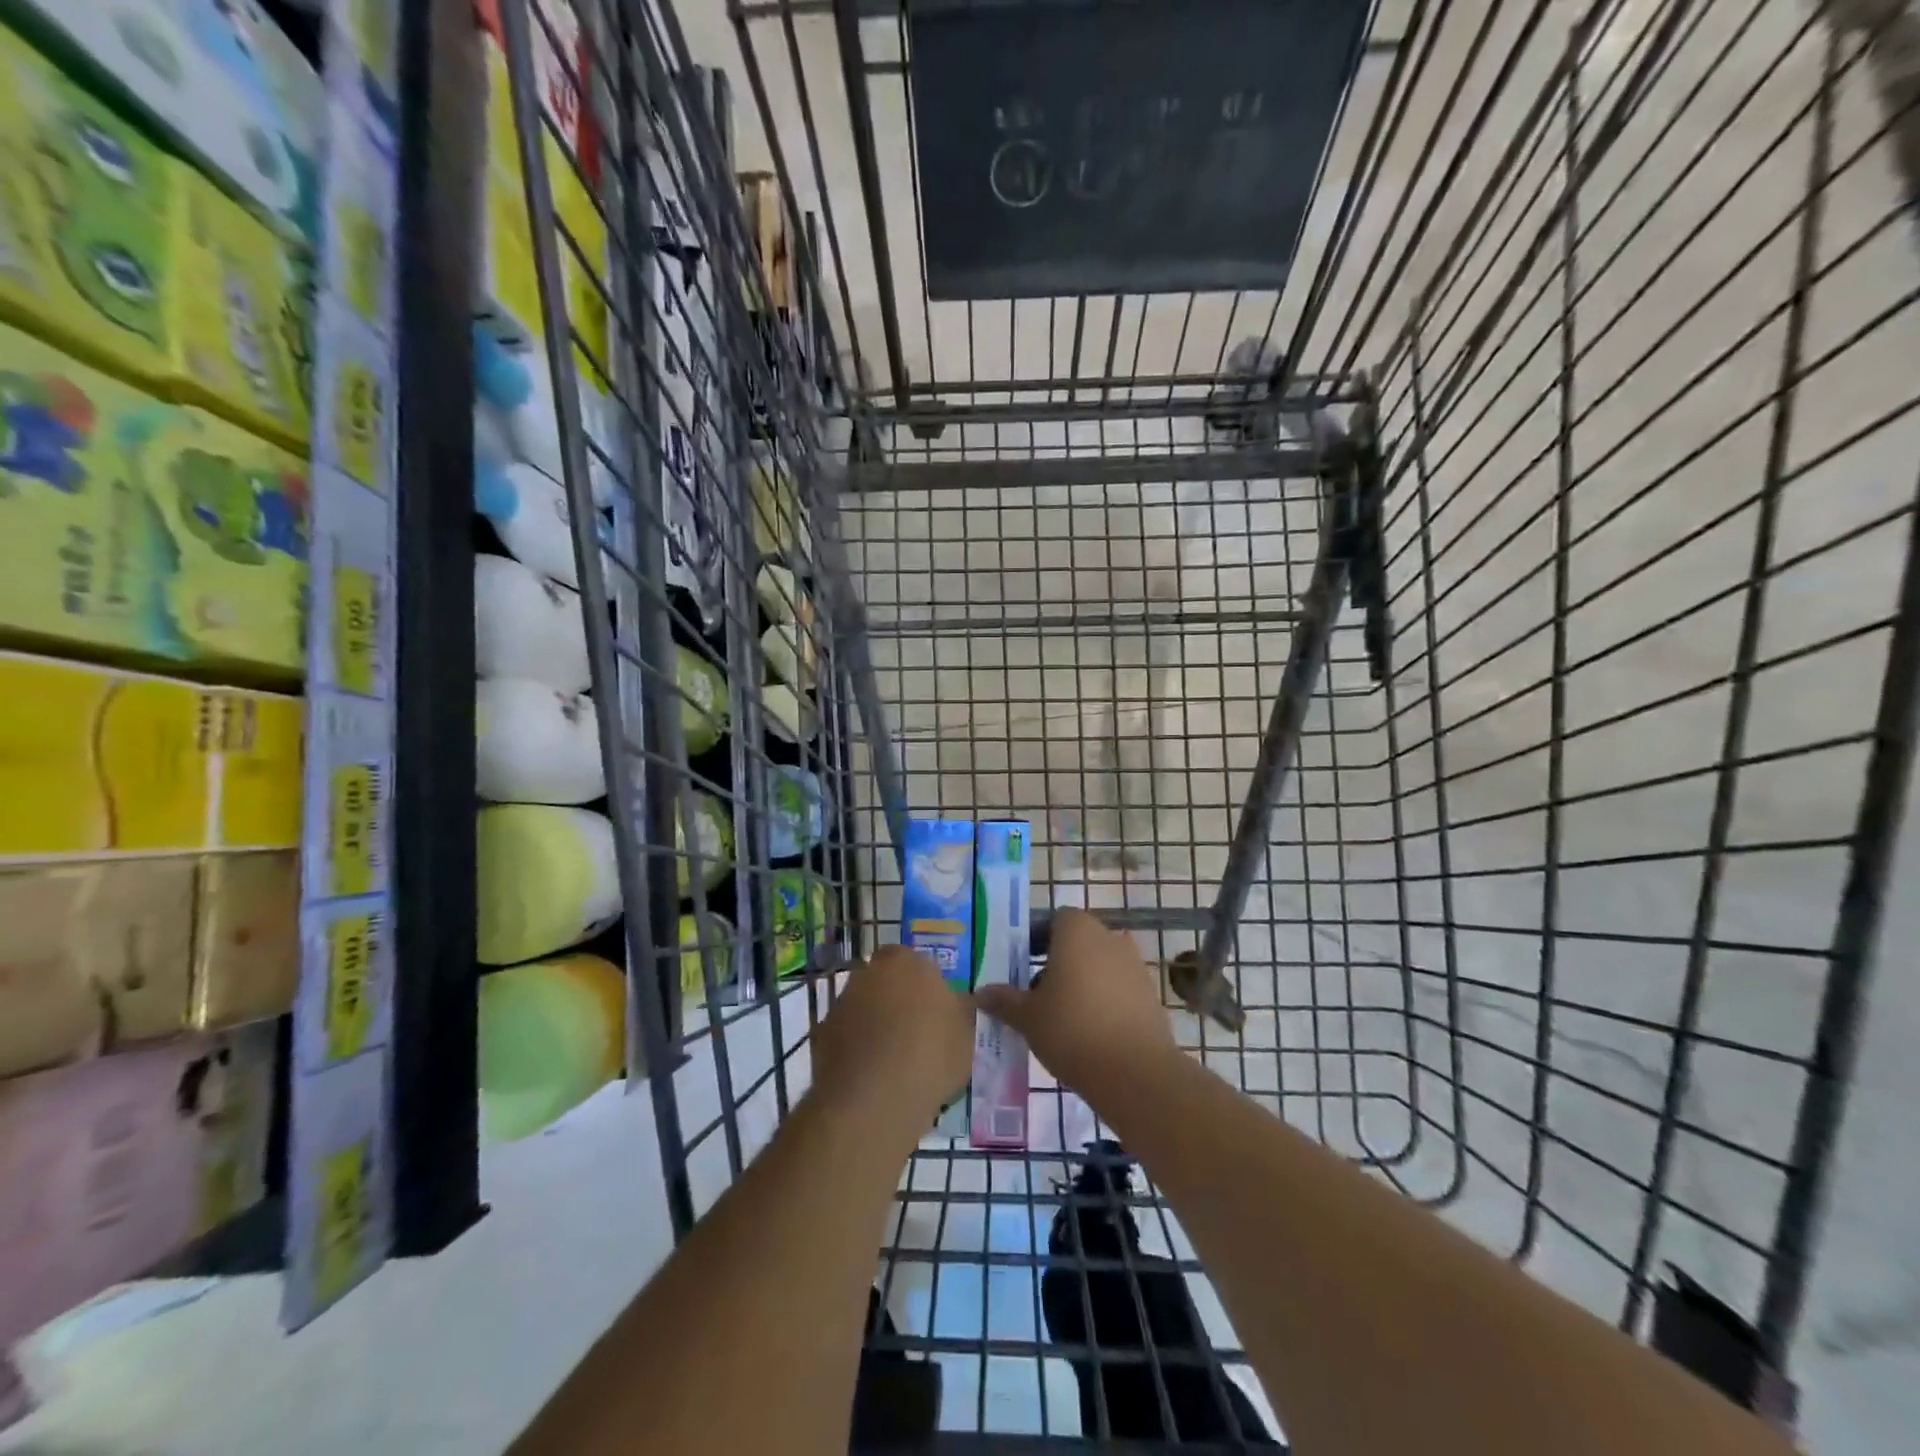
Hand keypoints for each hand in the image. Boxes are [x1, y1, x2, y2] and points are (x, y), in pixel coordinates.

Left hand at [809, 946, 974, 1140]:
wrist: (873, 1099)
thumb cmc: (929, 1055)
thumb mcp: (965, 1032)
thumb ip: (959, 1008)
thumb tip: (955, 1001)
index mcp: (905, 961)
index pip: (915, 963)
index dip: (925, 987)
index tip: (935, 1014)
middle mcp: (868, 972)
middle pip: (886, 982)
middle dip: (897, 1002)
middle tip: (915, 1036)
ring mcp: (841, 1002)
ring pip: (864, 1008)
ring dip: (875, 1025)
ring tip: (893, 1063)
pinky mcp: (822, 1034)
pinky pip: (846, 1036)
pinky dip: (856, 1049)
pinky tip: (871, 1077)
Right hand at [975, 907, 1176, 1095]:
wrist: (1135, 1073)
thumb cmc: (1072, 1030)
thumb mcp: (1027, 1017)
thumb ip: (1004, 1000)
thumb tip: (981, 993)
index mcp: (1077, 931)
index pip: (1055, 919)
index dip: (1038, 938)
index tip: (1023, 964)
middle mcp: (1109, 938)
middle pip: (1079, 941)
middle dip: (1058, 962)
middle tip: (1037, 993)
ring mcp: (1134, 965)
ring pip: (1099, 964)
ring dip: (1082, 981)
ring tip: (1062, 1016)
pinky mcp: (1150, 994)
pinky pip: (1118, 987)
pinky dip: (1104, 1000)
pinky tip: (1090, 1031)